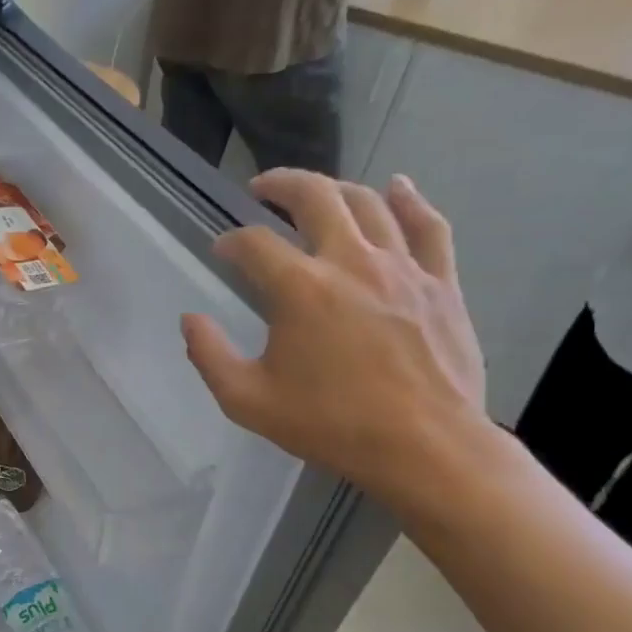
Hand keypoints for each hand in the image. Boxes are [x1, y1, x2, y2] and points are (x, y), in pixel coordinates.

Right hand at [181, 169, 489, 507]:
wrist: (425, 448)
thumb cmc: (330, 425)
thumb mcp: (247, 401)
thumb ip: (209, 356)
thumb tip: (190, 320)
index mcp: (300, 290)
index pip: (254, 244)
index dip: (230, 242)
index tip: (221, 251)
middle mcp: (350, 262)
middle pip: (314, 197)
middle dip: (281, 184)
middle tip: (261, 188)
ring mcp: (402, 267)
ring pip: (368, 203)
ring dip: (335, 188)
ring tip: (315, 192)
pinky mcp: (441, 282)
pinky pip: (428, 225)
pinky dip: (409, 200)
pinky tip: (397, 187)